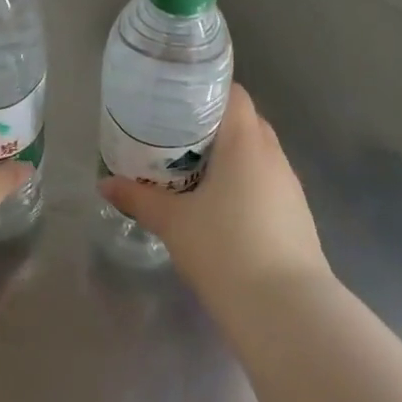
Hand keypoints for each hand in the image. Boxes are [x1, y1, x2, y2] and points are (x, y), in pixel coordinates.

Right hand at [102, 83, 327, 313]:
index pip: (234, 94)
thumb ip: (138, 198)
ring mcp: (290, 186)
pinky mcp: (296, 215)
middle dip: (212, 124)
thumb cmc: (225, 249)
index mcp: (245, 143)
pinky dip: (243, 181)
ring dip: (229, 156)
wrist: (286, 311)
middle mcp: (273, 156)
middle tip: (174, 134)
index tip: (175, 100)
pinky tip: (220, 205)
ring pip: (257, 154)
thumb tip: (105, 184)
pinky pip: (266, 181)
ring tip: (192, 169)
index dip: (206, 90)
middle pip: (245, 122)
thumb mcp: (173, 222)